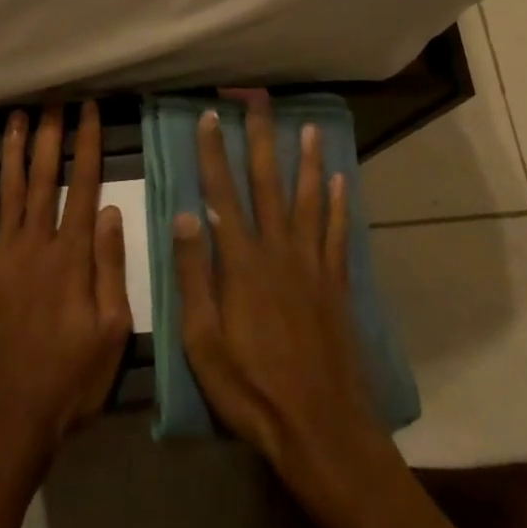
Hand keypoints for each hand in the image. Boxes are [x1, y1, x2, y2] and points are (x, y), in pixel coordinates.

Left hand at [0, 103, 131, 481]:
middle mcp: (36, 245)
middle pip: (44, 177)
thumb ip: (111, 268)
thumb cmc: (68, 381)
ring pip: (8, 190)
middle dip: (50, 134)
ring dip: (14, 149)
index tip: (89, 111)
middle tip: (52, 99)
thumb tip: (113, 212)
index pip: (84, 186)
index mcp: (73, 257)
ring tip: (19, 115)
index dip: (88, 144)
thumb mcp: (112, 333)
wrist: (4, 423)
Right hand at [172, 92, 382, 491]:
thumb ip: (195, 275)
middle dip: (262, 138)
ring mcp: (312, 264)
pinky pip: (338, 234)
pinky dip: (340, 205)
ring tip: (310, 128)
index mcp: (241, 262)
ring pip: (309, 200)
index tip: (210, 115)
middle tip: (261, 100)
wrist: (321, 427)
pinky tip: (341, 182)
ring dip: (308, 161)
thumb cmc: (251, 388)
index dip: (214, 151)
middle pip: (268, 183)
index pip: (222, 193)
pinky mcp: (336, 284)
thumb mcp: (202, 341)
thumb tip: (185, 215)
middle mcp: (279, 250)